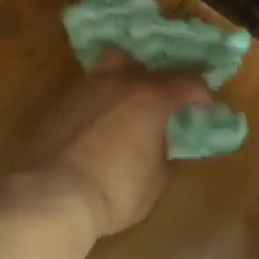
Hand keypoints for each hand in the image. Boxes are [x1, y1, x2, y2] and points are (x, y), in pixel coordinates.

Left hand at [20, 50, 215, 237]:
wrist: (52, 195)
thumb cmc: (116, 189)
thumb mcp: (155, 178)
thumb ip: (160, 150)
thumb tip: (154, 142)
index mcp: (148, 97)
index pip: (184, 81)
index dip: (199, 91)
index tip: (206, 102)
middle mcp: (114, 83)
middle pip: (135, 62)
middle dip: (149, 76)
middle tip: (157, 99)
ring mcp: (80, 92)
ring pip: (103, 75)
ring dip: (118, 89)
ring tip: (124, 114)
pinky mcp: (55, 109)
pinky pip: (83, 98)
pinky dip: (95, 109)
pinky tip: (97, 131)